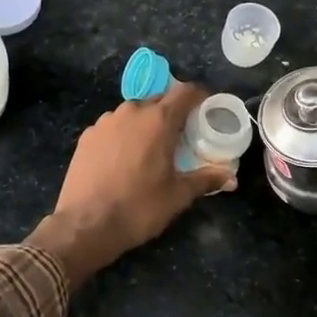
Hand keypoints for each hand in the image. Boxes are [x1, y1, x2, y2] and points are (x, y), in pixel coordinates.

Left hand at [29, 85, 233, 285]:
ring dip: (146, 123)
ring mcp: (105, 122)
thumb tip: (232, 178)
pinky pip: (113, 127)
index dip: (199, 96)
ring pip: (134, 113)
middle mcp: (131, 112)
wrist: (85, 225)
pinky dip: (123, 135)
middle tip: (182, 135)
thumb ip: (206, 180)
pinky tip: (123, 159)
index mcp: (159, 120)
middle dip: (173, 112)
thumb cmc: (139, 207)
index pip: (186, 92)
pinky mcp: (87, 136)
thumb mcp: (178, 195)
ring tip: (151, 148)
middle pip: (159, 100)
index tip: (206, 109)